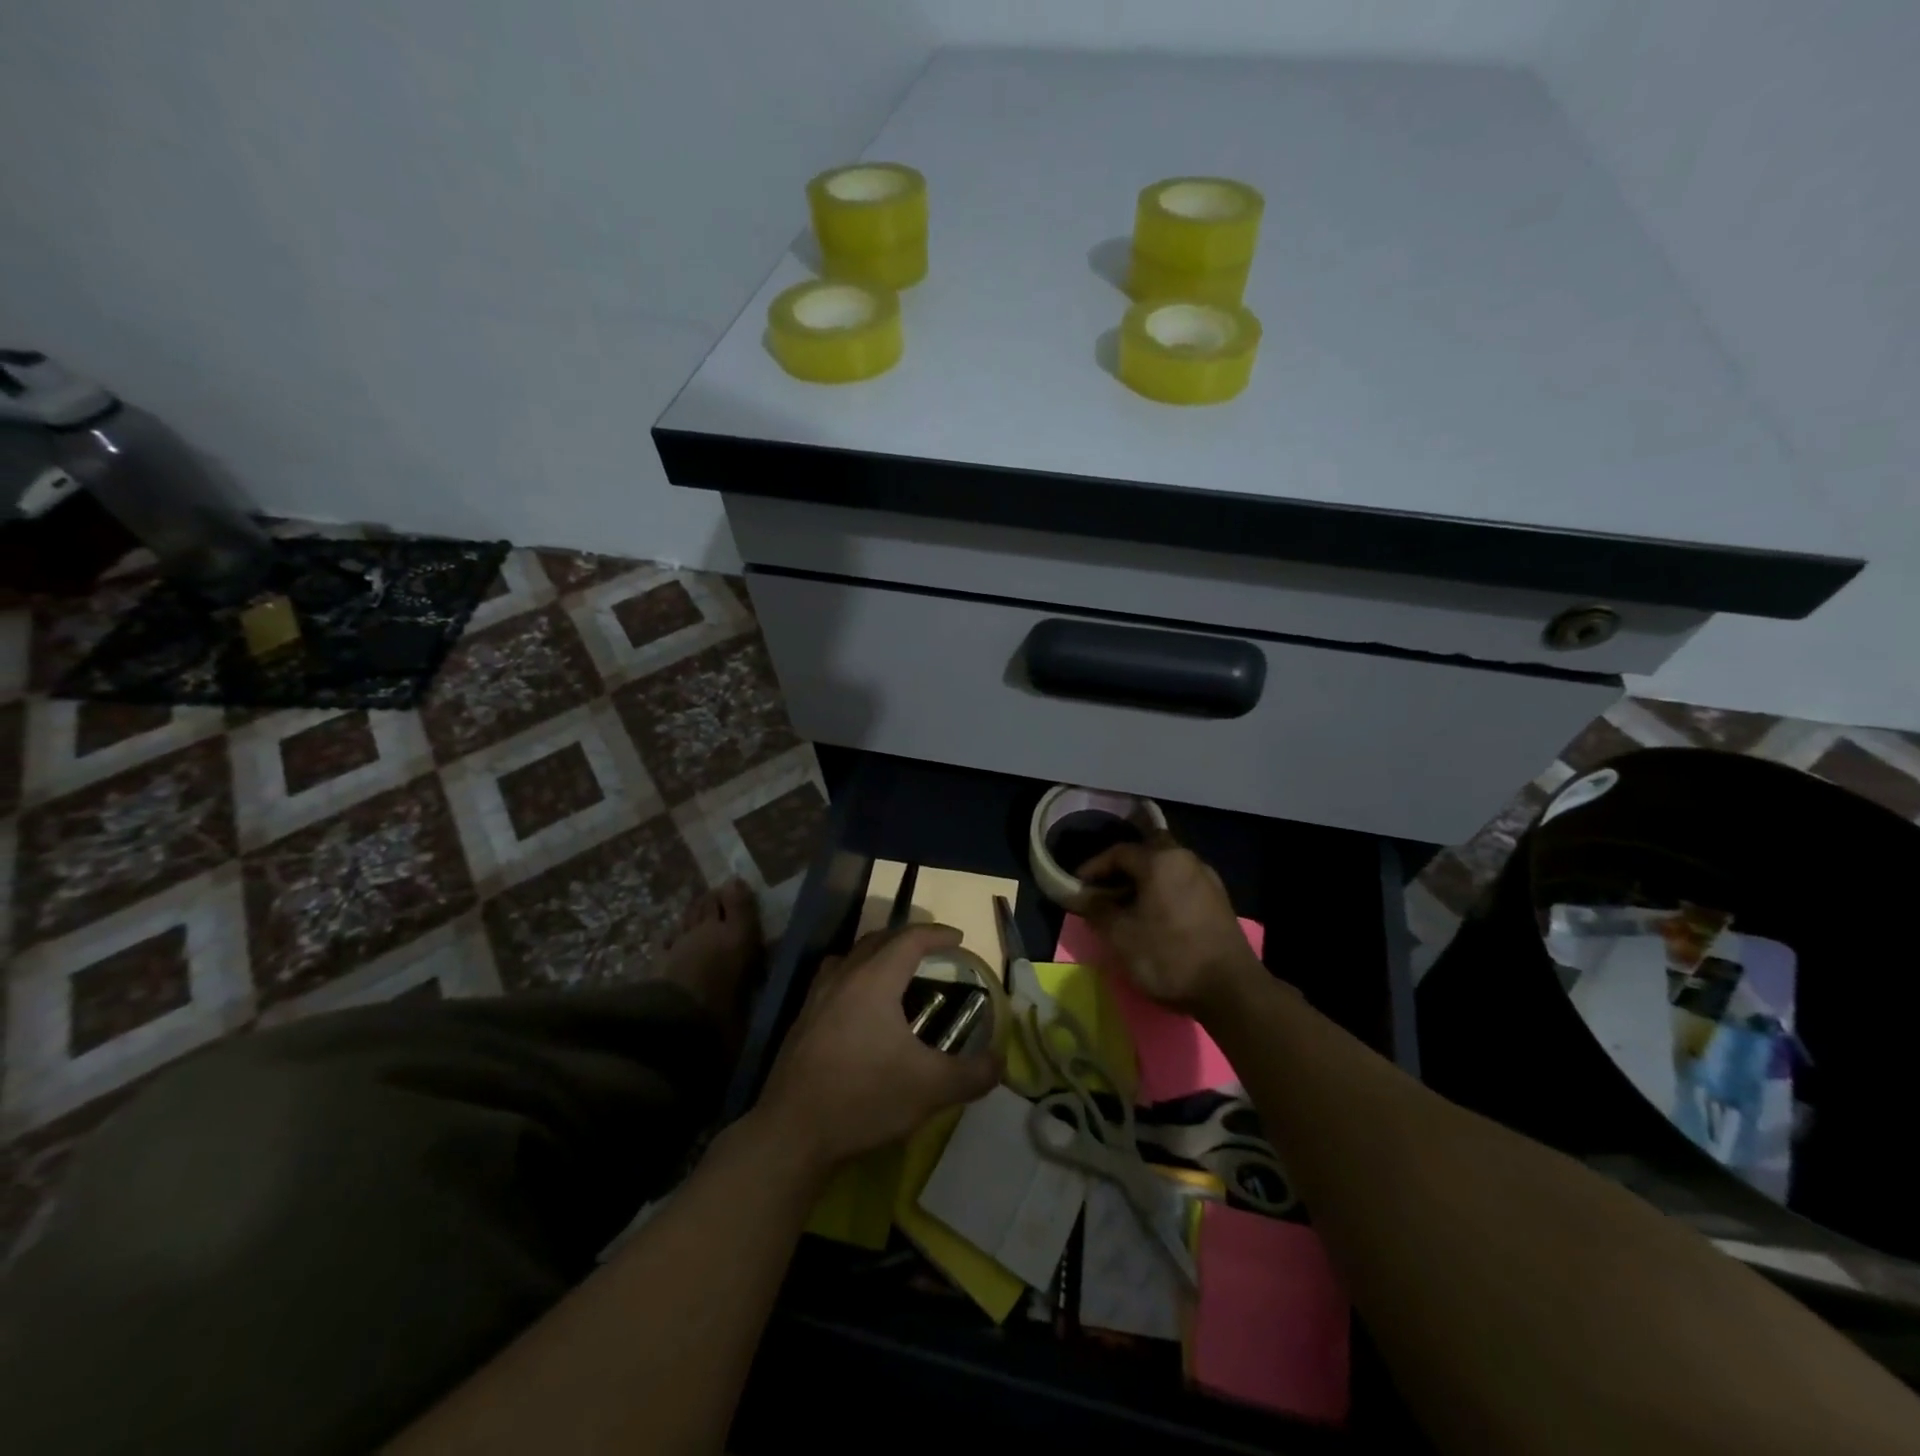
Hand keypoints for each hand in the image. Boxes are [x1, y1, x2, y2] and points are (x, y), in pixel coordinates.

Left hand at [758, 924, 1000, 1169]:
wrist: (792, 1132)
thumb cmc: (865, 1098)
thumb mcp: (931, 1089)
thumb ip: (972, 1074)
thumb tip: (1000, 1063)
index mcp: (875, 980)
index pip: (910, 939)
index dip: (937, 934)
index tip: (959, 938)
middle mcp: (844, 976)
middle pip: (879, 940)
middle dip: (908, 939)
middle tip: (932, 951)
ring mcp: (817, 997)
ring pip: (852, 956)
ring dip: (878, 954)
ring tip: (897, 971)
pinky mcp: (802, 1020)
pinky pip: (835, 978)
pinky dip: (856, 976)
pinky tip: (861, 1006)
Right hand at [1073, 835, 1261, 1013]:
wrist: (1231, 989)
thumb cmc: (1169, 956)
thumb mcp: (1121, 936)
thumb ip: (1097, 910)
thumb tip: (1084, 896)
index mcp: (1161, 860)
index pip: (1118, 852)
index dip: (1094, 867)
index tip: (1077, 886)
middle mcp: (1186, 859)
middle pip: (1147, 851)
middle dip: (1122, 867)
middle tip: (1104, 887)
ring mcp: (1207, 879)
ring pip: (1166, 868)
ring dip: (1143, 880)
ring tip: (1125, 905)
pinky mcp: (1219, 901)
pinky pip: (1181, 884)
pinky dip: (1162, 891)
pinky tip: (1153, 916)